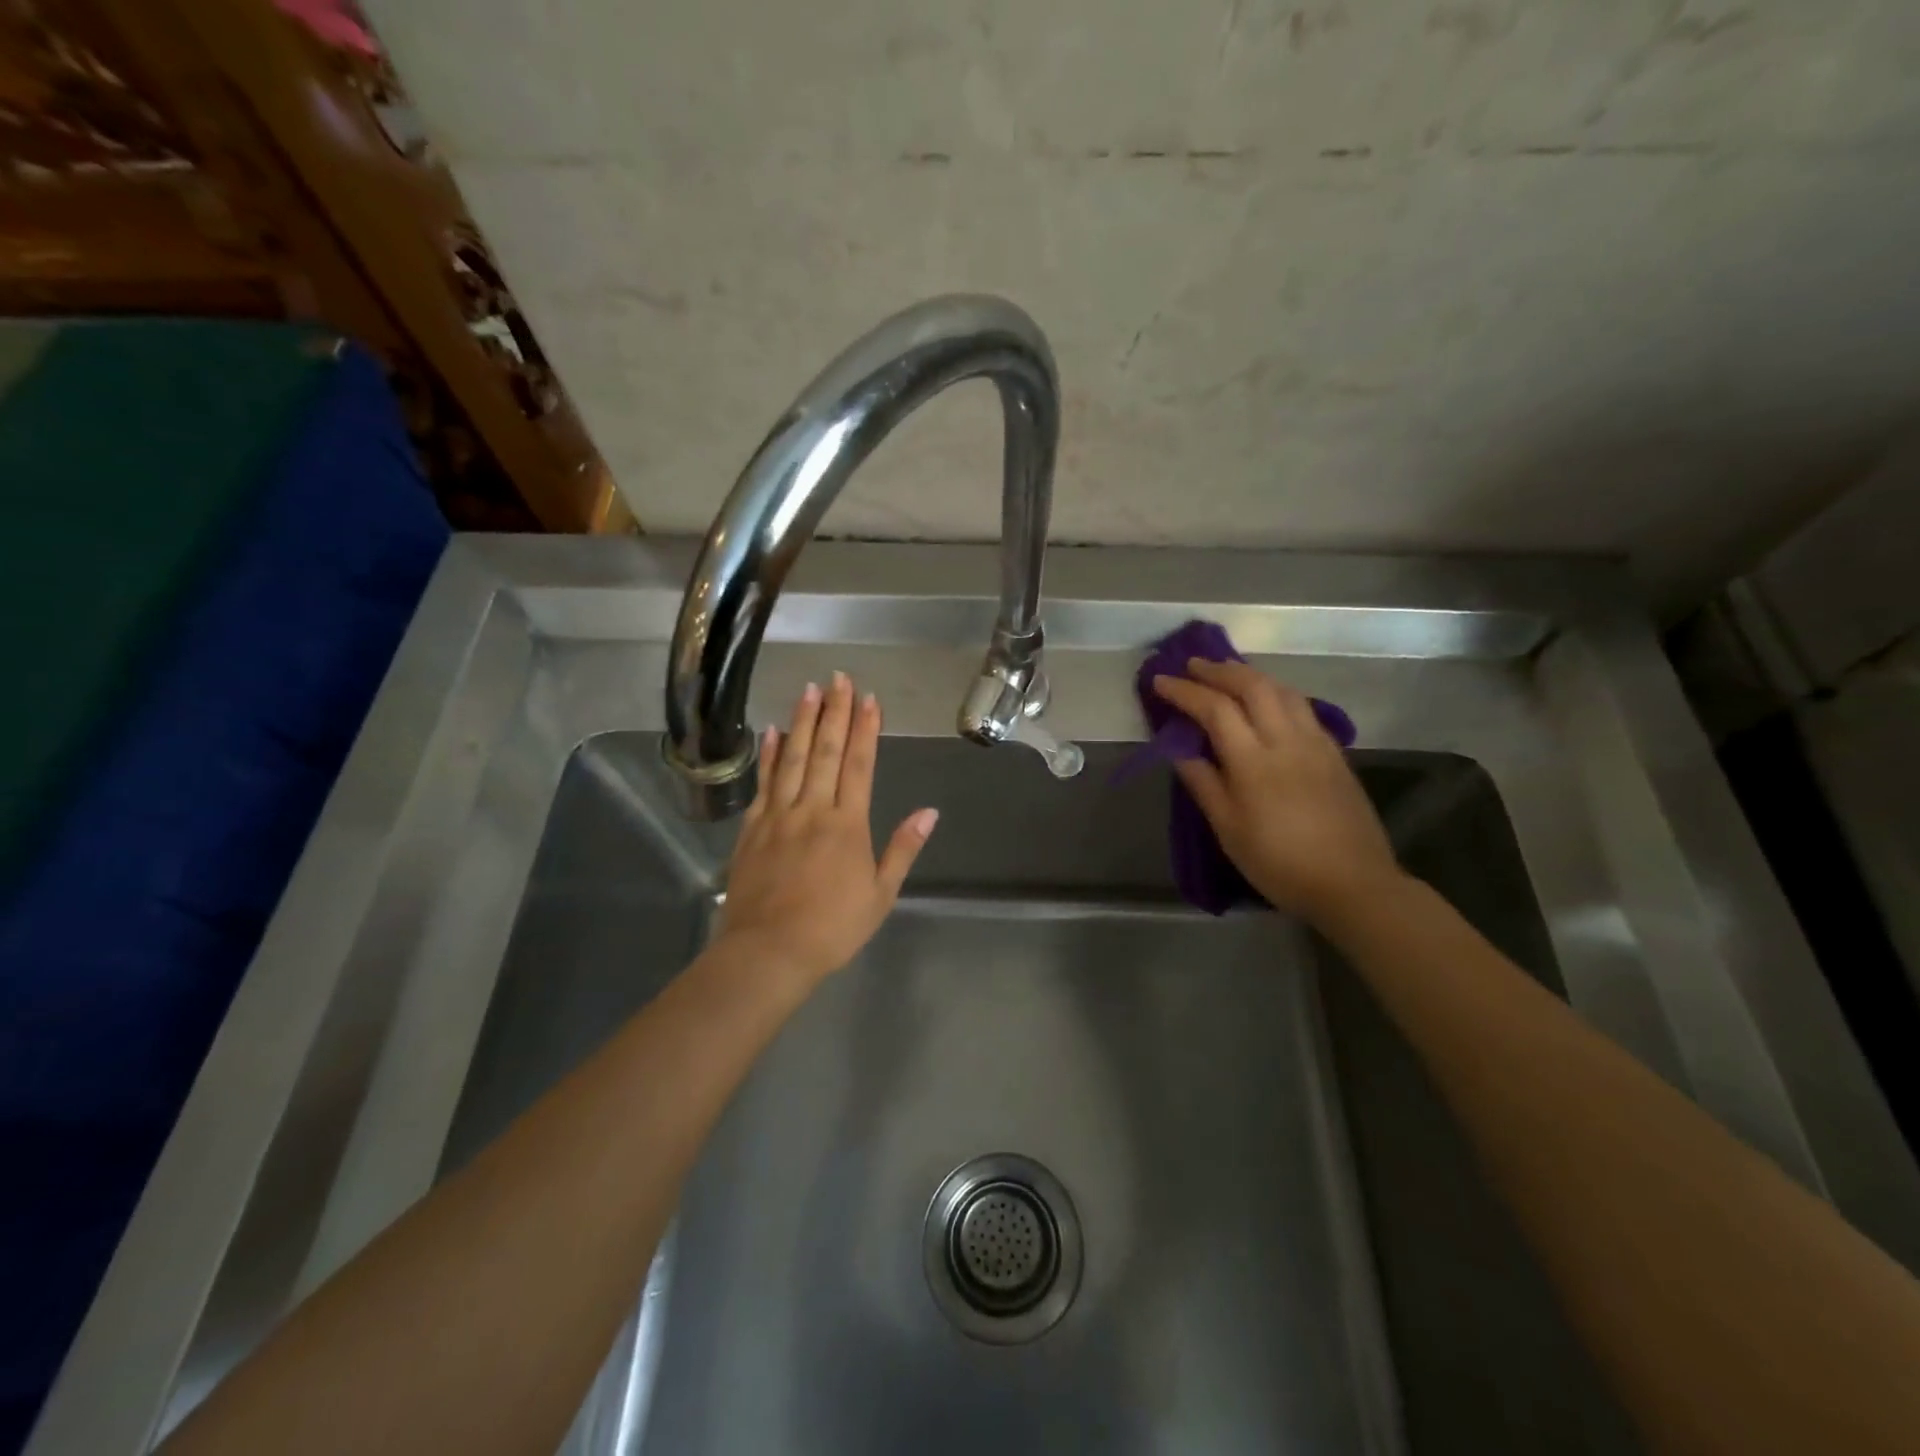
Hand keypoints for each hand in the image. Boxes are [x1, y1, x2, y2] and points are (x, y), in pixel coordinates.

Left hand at [717, 673, 938, 984]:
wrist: (768, 952)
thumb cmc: (832, 928)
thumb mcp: (880, 895)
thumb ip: (903, 848)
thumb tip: (930, 812)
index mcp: (847, 824)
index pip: (858, 765)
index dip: (865, 729)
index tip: (869, 699)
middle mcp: (813, 809)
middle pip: (825, 751)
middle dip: (835, 712)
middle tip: (839, 678)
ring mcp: (778, 816)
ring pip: (793, 758)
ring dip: (802, 721)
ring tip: (809, 689)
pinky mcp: (753, 828)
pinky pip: (764, 783)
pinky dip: (770, 755)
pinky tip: (773, 732)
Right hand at [1153, 659, 1401, 923]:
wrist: (1352, 884)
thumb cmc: (1279, 862)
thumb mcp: (1229, 830)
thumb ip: (1204, 783)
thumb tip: (1179, 750)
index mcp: (1254, 761)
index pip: (1215, 709)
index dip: (1185, 691)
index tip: (1161, 681)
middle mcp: (1286, 740)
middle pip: (1253, 686)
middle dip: (1219, 670)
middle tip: (1193, 666)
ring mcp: (1316, 743)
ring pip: (1282, 690)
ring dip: (1251, 675)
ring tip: (1228, 674)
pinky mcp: (1335, 753)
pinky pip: (1302, 706)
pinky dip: (1276, 692)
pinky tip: (1268, 701)